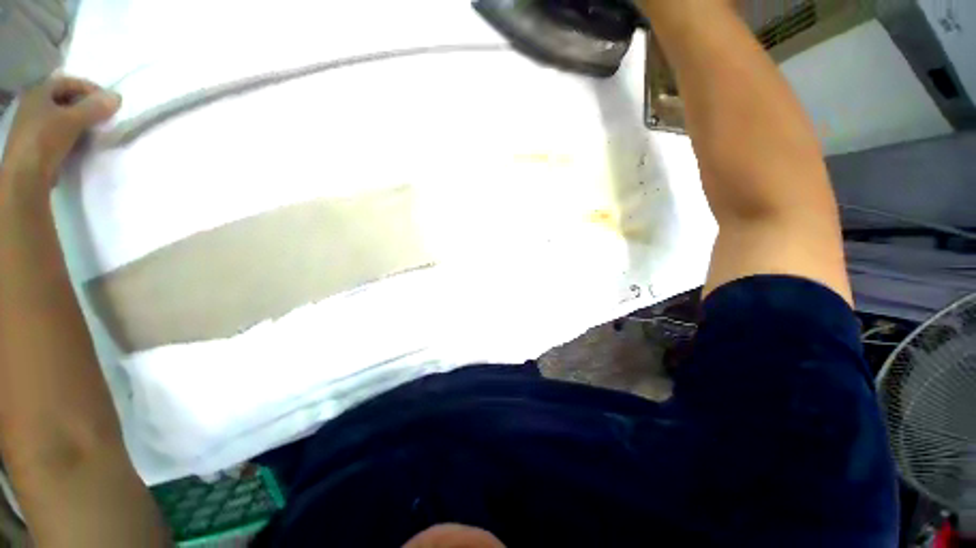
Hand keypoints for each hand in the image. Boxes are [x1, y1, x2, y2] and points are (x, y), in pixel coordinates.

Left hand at [1, 76, 120, 188]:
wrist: (25, 177)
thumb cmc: (45, 140)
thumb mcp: (73, 121)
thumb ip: (95, 108)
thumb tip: (118, 97)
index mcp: (38, 93)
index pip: (69, 82)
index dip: (89, 88)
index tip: (108, 101)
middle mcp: (34, 105)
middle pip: (65, 99)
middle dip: (85, 106)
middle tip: (104, 116)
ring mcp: (33, 126)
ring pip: (62, 117)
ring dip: (80, 122)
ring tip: (95, 131)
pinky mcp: (37, 144)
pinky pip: (58, 133)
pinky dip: (72, 135)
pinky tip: (81, 144)